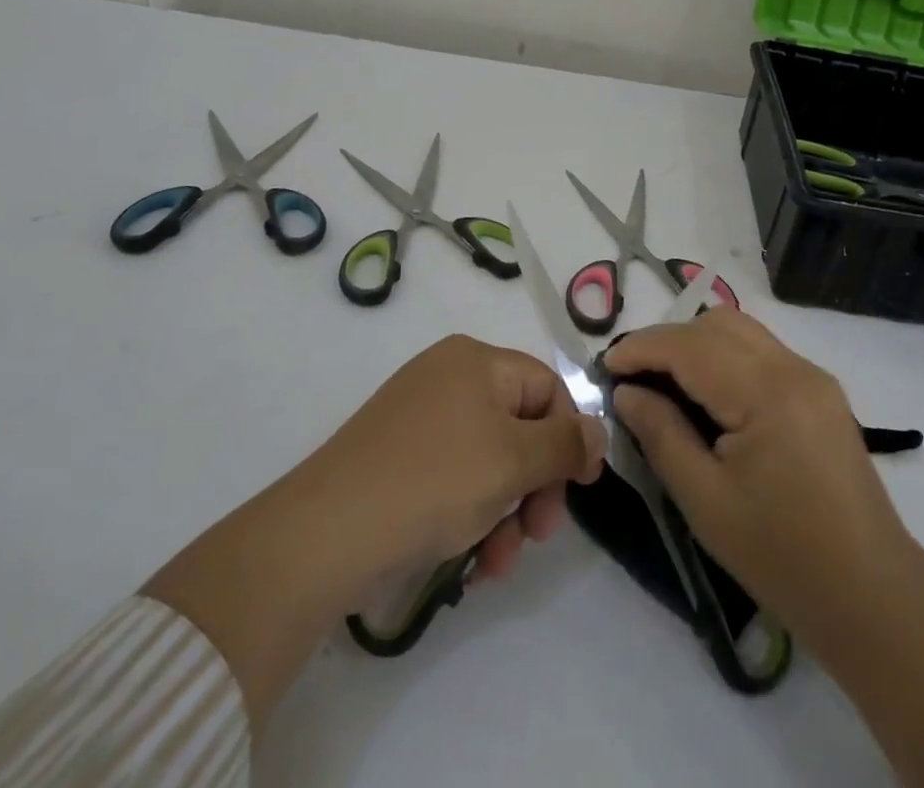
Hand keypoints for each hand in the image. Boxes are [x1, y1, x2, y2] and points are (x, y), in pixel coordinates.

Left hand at [145, 334, 606, 732]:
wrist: (324, 533)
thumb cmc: (433, 481)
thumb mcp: (512, 460)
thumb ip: (565, 443)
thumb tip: (599, 429)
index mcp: (477, 360)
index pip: (548, 388)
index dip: (569, 438)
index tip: (578, 491)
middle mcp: (448, 376)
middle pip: (519, 426)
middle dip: (534, 485)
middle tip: (537, 535)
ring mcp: (419, 416)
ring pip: (489, 460)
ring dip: (505, 511)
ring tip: (496, 564)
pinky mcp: (397, 456)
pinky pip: (454, 475)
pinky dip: (470, 514)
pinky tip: (469, 562)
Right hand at [607, 310, 923, 787]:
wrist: (871, 595)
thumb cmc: (781, 556)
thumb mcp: (705, 500)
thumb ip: (661, 434)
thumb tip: (626, 393)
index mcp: (766, 393)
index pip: (690, 346)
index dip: (642, 348)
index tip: (605, 367)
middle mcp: (793, 368)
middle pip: (717, 324)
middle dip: (668, 340)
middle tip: (634, 377)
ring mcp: (813, 376)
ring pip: (741, 330)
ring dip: (697, 344)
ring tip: (666, 383)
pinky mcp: (821, 392)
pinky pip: (762, 351)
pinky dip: (726, 358)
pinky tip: (709, 395)